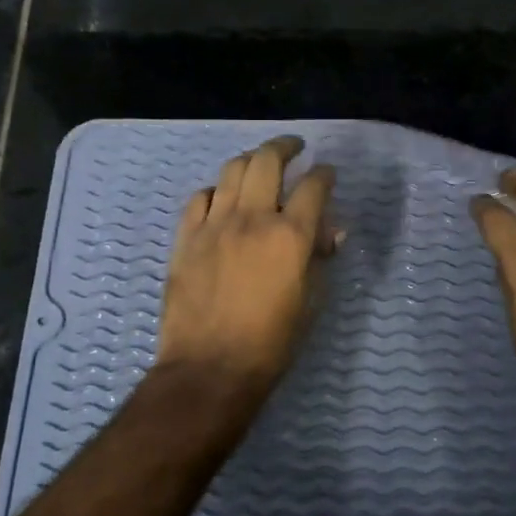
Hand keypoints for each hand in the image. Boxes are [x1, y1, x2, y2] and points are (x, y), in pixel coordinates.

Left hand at [155, 135, 336, 393]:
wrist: (210, 368)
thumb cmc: (271, 343)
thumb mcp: (309, 303)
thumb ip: (319, 259)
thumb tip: (329, 232)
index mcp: (290, 236)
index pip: (313, 187)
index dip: (325, 175)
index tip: (328, 173)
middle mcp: (252, 219)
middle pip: (267, 162)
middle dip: (285, 147)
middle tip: (294, 148)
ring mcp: (214, 225)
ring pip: (231, 171)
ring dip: (250, 160)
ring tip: (259, 163)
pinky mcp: (186, 239)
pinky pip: (199, 198)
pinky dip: (215, 190)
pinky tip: (221, 197)